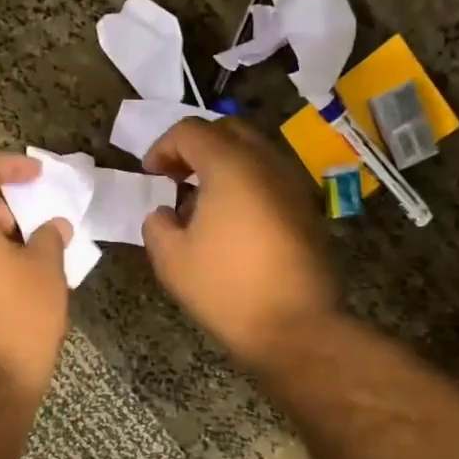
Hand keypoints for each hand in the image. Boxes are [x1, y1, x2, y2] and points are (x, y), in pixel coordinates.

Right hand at [141, 118, 340, 367]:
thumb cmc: (226, 289)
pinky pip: (270, 179)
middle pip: (228, 131)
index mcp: (230, 166)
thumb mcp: (171, 260)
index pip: (191, 131)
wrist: (296, 326)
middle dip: (196, 147)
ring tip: (202, 204)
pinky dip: (246, 185)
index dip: (163, 147)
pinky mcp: (307, 210)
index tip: (150, 174)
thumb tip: (164, 213)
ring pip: (254, 154)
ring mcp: (293, 185)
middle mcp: (267, 163)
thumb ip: (157, 225)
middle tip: (176, 178)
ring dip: (223, 166)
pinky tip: (232, 223)